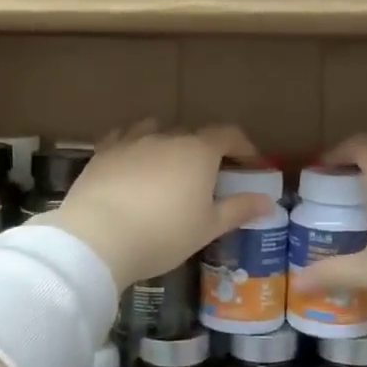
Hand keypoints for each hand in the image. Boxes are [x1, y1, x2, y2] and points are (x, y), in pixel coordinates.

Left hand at [50, 123, 275, 289]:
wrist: (98, 236)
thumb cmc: (163, 234)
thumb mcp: (208, 227)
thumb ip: (238, 209)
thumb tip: (268, 201)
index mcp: (198, 152)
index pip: (228, 135)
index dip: (243, 146)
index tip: (250, 163)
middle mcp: (166, 137)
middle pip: (192, 134)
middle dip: (205, 150)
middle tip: (208, 176)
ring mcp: (131, 141)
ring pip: (155, 130)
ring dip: (167, 143)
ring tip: (168, 166)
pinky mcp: (103, 152)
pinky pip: (123, 139)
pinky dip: (133, 146)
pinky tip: (131, 162)